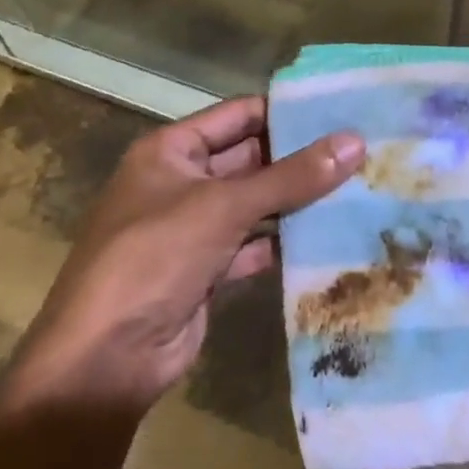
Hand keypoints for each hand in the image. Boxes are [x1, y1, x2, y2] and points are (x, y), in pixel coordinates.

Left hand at [5, 96, 363, 412]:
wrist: (106, 359)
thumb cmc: (155, 258)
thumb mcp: (224, 207)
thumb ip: (292, 176)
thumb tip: (356, 142)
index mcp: (171, 151)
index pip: (238, 115)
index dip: (285, 112)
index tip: (340, 110)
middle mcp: (181, 183)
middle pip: (250, 159)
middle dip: (300, 158)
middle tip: (361, 151)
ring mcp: (194, 229)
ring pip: (255, 204)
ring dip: (297, 201)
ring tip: (358, 187)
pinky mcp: (208, 269)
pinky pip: (254, 245)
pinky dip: (284, 243)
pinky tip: (329, 236)